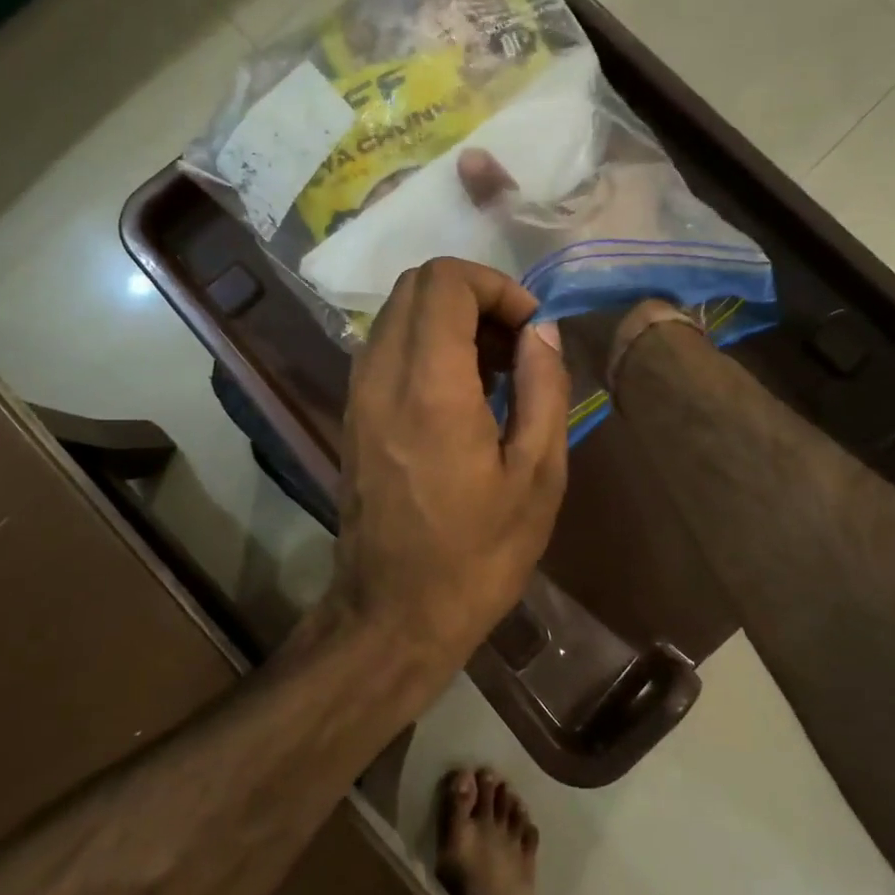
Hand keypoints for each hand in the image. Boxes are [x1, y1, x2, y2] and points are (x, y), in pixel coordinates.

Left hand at [328, 257, 570, 680]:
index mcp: (430, 385)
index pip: (445, 281)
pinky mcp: (351, 414)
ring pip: (397, 313)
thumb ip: (543, 388)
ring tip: (494, 372)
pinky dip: (424, 346)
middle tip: (515, 346)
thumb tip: (541, 330)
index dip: (496, 286)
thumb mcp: (536, 477)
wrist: (393, 613)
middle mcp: (381, 375)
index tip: (530, 330)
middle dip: (474, 297)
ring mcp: (358, 393)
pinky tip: (460, 394)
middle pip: (416, 285)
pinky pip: (385, 348)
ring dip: (448, 320)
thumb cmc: (476, 555)